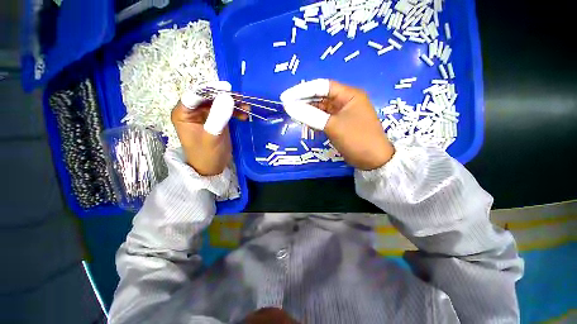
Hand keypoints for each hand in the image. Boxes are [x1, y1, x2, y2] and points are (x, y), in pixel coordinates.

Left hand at [171, 81, 246, 175]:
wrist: (212, 168)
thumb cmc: (207, 155)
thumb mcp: (212, 137)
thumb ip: (218, 117)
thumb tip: (228, 97)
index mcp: (183, 113)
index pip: (195, 95)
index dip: (211, 89)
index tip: (228, 89)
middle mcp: (193, 110)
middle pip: (209, 97)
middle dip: (226, 97)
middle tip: (242, 99)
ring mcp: (205, 114)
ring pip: (220, 102)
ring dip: (233, 104)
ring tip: (247, 107)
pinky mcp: (216, 119)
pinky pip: (226, 110)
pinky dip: (236, 111)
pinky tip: (244, 115)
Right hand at [281, 79, 394, 169]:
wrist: (373, 160)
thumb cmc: (356, 139)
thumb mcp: (332, 126)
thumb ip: (311, 115)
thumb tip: (289, 107)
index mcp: (349, 95)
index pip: (322, 86)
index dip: (303, 90)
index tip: (286, 97)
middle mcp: (346, 101)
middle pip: (321, 96)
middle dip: (304, 100)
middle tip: (286, 104)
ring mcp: (343, 113)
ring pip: (322, 108)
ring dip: (308, 110)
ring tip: (292, 112)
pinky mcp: (340, 124)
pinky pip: (324, 118)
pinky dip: (314, 119)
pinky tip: (304, 120)